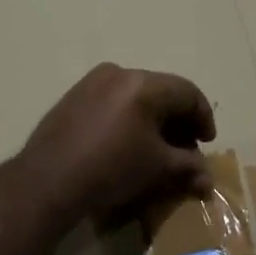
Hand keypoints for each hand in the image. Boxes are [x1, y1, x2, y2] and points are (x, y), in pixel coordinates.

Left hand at [14, 63, 215, 221]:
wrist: (48, 181)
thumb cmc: (111, 169)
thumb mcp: (157, 168)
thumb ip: (188, 167)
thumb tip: (207, 180)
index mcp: (143, 84)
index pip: (187, 92)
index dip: (203, 117)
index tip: (207, 143)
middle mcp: (118, 73)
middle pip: (161, 92)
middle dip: (177, 121)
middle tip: (185, 149)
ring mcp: (91, 82)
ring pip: (135, 96)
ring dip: (153, 120)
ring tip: (157, 149)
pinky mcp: (73, 97)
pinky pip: (112, 101)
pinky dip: (128, 119)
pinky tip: (127, 144)